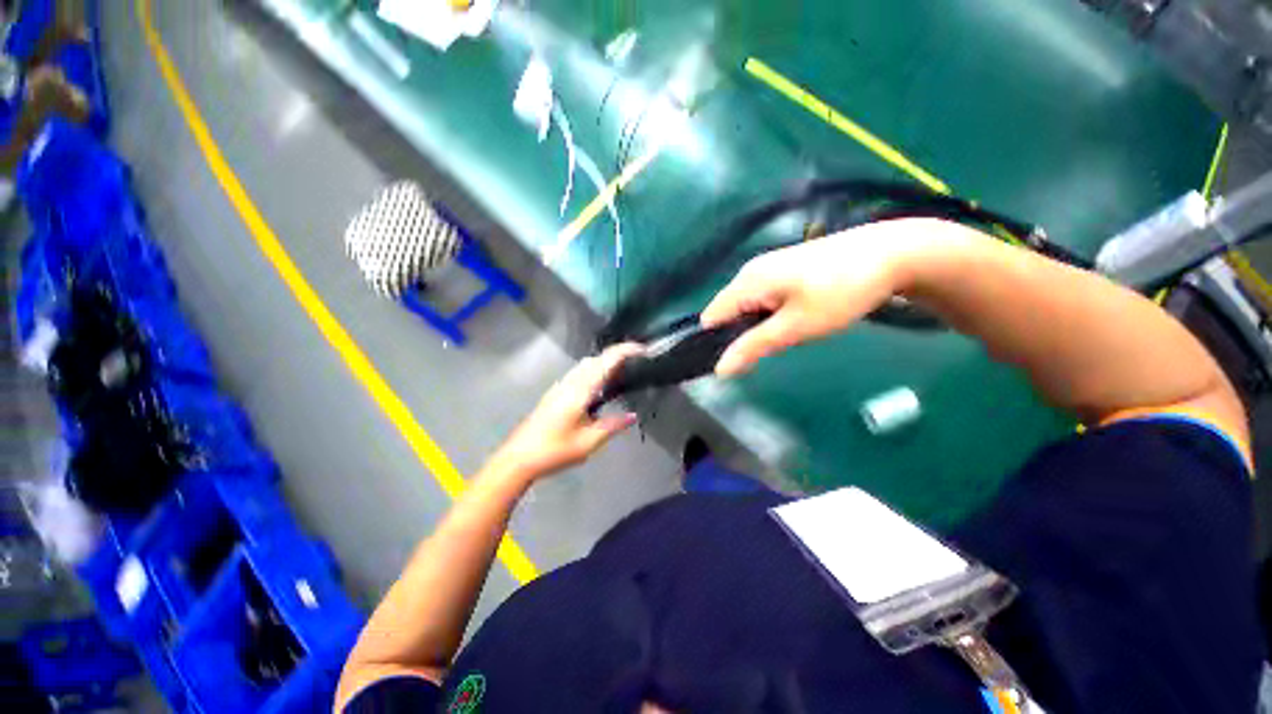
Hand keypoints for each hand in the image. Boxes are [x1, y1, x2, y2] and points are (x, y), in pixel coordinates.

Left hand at [494, 344, 643, 479]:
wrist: (518, 458)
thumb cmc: (554, 451)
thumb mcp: (588, 442)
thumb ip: (612, 426)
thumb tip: (633, 416)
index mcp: (580, 390)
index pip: (606, 361)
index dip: (626, 350)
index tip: (644, 351)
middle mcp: (570, 382)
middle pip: (596, 358)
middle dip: (617, 355)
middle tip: (637, 365)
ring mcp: (560, 386)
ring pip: (586, 365)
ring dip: (604, 364)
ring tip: (622, 376)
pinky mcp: (555, 393)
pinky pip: (579, 374)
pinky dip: (594, 372)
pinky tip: (600, 390)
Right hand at [701, 220, 957, 375]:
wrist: (892, 253)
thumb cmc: (841, 293)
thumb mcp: (796, 327)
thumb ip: (753, 347)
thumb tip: (719, 370)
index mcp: (747, 282)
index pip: (711, 318)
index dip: (717, 342)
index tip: (738, 362)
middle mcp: (750, 271)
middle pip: (727, 311)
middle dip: (740, 335)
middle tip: (770, 350)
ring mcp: (767, 266)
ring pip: (745, 305)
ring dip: (757, 325)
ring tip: (787, 334)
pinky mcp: (783, 267)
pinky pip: (762, 296)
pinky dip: (769, 313)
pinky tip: (795, 318)